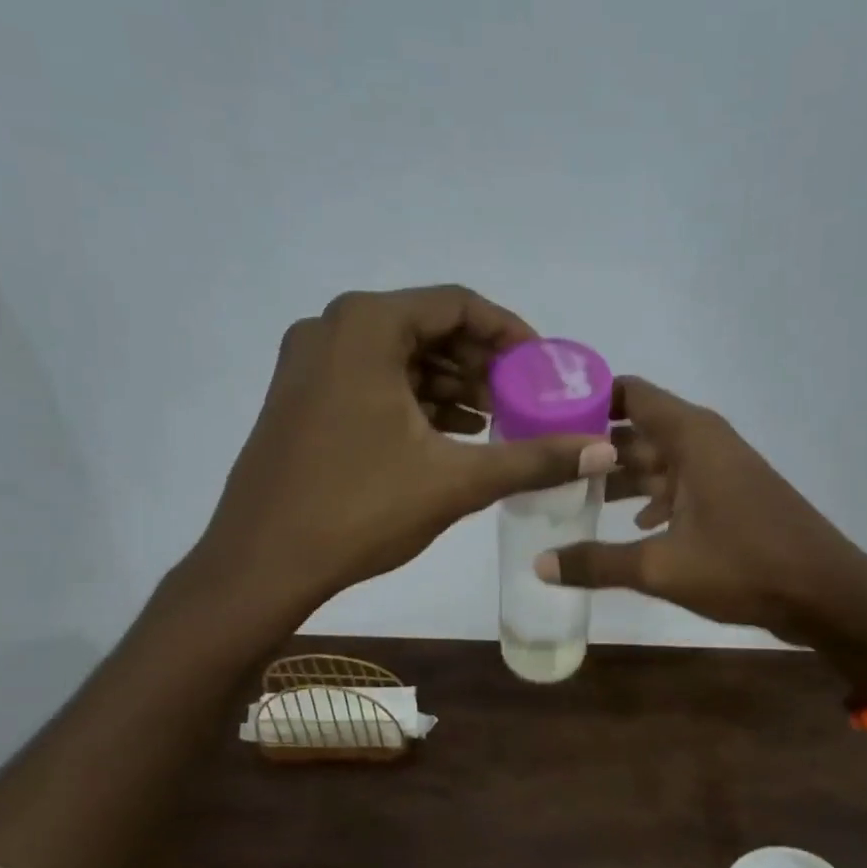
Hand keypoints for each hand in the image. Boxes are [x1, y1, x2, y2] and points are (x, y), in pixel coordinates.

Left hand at [186, 286, 616, 615]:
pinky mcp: (301, 398)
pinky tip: (451, 435)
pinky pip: (372, 381)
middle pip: (427, 328)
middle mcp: (332, 328)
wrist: (262, 562)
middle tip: (524, 400)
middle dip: (482, 364)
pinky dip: (415, 401)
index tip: (543, 368)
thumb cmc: (360, 509)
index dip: (510, 333)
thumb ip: (533, 459)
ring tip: (496, 421)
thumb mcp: (456, 481)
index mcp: (367, 326)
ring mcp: (309, 363)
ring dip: (451, 385)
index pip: (457, 305)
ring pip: (399, 357)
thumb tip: (604, 449)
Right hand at [537, 378, 866, 648]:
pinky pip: (678, 487)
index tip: (543, 417)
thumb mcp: (662, 567)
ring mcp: (720, 470)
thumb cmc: (745, 566)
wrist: (827, 593)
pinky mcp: (729, 498)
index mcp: (691, 437)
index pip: (630, 394)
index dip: (587, 399)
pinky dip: (651, 501)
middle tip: (543, 467)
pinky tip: (628, 527)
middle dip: (593, 448)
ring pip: (657, 462)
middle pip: (637, 431)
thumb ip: (598, 562)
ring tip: (570, 498)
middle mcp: (704, 442)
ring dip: (619, 478)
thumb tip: (539, 565)